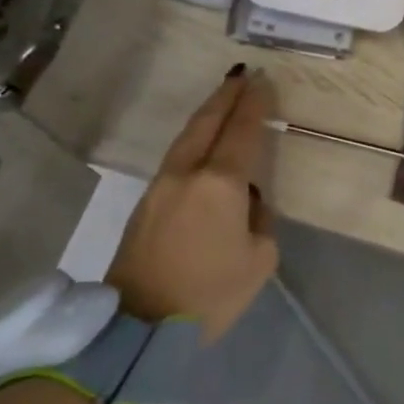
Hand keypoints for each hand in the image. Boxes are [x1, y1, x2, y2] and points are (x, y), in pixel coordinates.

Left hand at [106, 66, 279, 339]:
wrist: (140, 327)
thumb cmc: (211, 294)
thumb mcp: (259, 259)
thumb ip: (259, 219)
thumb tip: (246, 201)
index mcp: (220, 184)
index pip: (242, 132)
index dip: (254, 104)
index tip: (263, 82)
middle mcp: (188, 173)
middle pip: (207, 123)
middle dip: (226, 96)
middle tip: (242, 75)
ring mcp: (161, 186)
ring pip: (187, 137)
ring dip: (208, 114)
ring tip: (224, 97)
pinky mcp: (146, 202)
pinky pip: (177, 157)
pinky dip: (195, 138)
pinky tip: (204, 140)